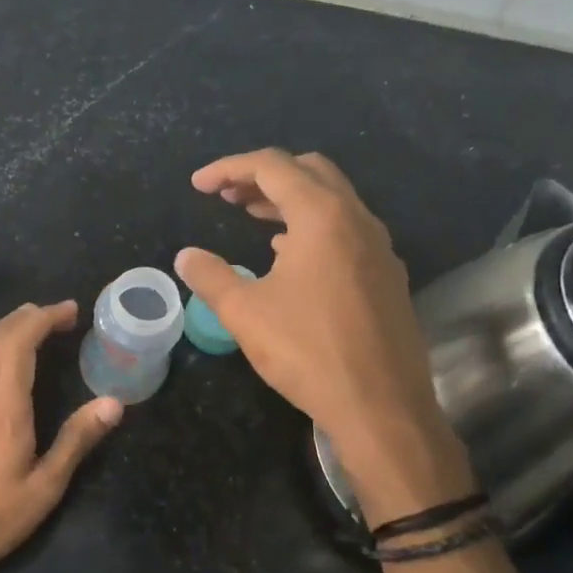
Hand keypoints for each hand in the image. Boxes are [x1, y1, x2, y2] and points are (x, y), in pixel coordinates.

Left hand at [0, 301, 121, 572]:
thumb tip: (113, 402)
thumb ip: (77, 440)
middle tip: (57, 313)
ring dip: (4, 329)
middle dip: (26, 318)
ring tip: (32, 324)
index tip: (70, 310)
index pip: (19, 344)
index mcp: (3, 408)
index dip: (44, 320)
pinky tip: (2, 360)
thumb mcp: (46, 486)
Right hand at [175, 149, 473, 516]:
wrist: (381, 406)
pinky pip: (346, 229)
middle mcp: (357, 219)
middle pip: (309, 172)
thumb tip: (186, 256)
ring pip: (332, 200)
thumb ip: (211, 276)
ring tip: (250, 217)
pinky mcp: (386, 275)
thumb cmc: (307, 352)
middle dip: (263, 176)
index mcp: (322, 216)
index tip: (199, 186)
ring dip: (289, 200)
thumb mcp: (244, 313)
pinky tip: (288, 254)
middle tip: (226, 197)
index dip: (229, 168)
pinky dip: (311, 226)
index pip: (272, 167)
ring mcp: (378, 247)